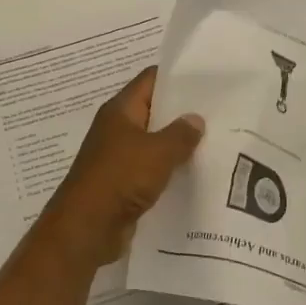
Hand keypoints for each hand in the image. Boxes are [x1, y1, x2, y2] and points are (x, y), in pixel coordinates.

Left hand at [37, 68, 204, 268]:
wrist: (86, 228)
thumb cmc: (119, 178)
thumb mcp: (157, 152)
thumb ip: (181, 133)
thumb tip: (195, 119)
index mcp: (120, 110)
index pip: (150, 80)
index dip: (177, 77)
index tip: (208, 79)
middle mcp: (117, 129)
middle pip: (154, 111)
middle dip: (182, 113)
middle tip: (219, 112)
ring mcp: (118, 157)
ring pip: (154, 142)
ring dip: (178, 144)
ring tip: (214, 142)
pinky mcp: (123, 183)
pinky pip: (151, 169)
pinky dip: (169, 169)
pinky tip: (195, 173)